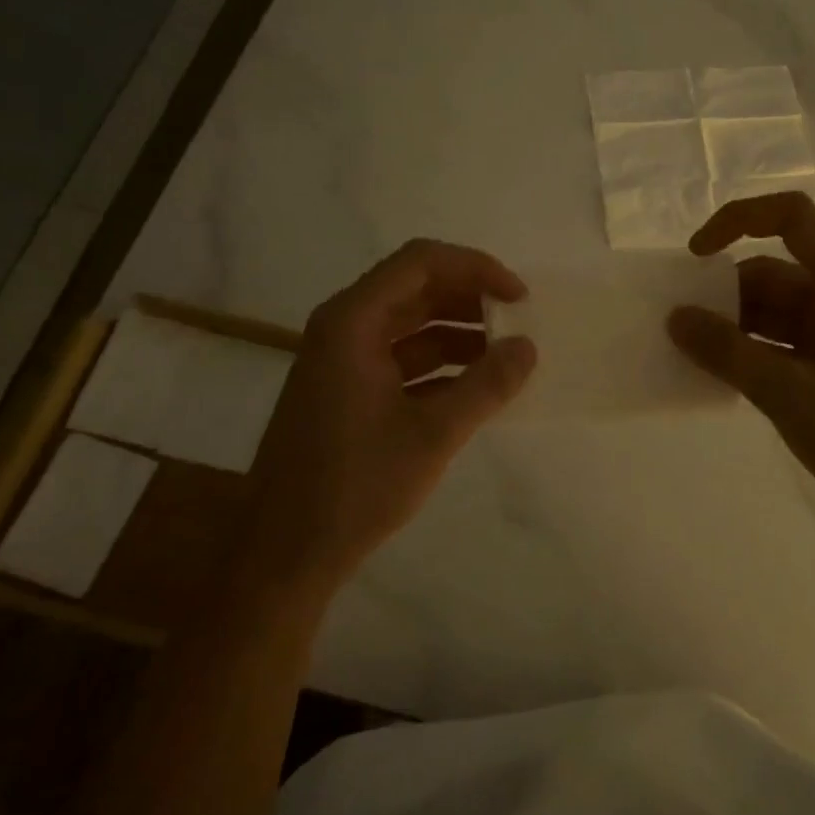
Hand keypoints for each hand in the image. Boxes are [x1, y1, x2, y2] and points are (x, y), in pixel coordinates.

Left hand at [249, 239, 535, 594]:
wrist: (285, 552)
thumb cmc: (355, 485)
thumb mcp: (433, 434)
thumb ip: (487, 385)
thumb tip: (528, 347)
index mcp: (353, 322)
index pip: (421, 262)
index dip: (476, 268)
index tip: (518, 298)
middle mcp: (344, 328)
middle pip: (416, 289)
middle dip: (471, 299)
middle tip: (519, 323)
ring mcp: (343, 361)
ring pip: (411, 326)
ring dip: (459, 334)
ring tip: (507, 356)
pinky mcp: (348, 392)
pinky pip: (402, 360)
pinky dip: (441, 366)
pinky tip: (477, 388)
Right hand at [667, 192, 814, 532]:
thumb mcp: (787, 391)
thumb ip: (727, 352)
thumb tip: (675, 318)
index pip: (790, 217)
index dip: (737, 221)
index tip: (694, 259)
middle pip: (773, 270)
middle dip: (724, 292)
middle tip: (679, 326)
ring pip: (773, 309)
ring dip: (733, 326)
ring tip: (690, 354)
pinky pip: (781, 341)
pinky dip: (749, 351)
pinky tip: (719, 375)